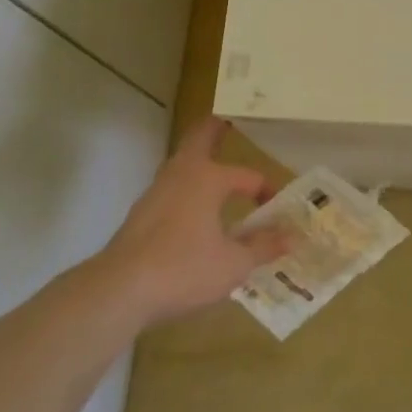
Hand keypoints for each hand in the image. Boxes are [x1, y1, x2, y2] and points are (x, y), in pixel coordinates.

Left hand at [99, 118, 288, 325]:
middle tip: (228, 121)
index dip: (266, 190)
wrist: (119, 290)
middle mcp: (181, 174)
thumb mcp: (234, 264)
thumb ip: (264, 247)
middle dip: (215, 128)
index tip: (277, 209)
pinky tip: (194, 212)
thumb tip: (292, 237)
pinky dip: (186, 188)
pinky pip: (171, 189)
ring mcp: (156, 192)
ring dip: (199, 161)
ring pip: (182, 164)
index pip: (248, 176)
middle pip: (199, 138)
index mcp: (208, 178)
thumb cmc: (183, 269)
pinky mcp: (140, 214)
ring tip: (216, 169)